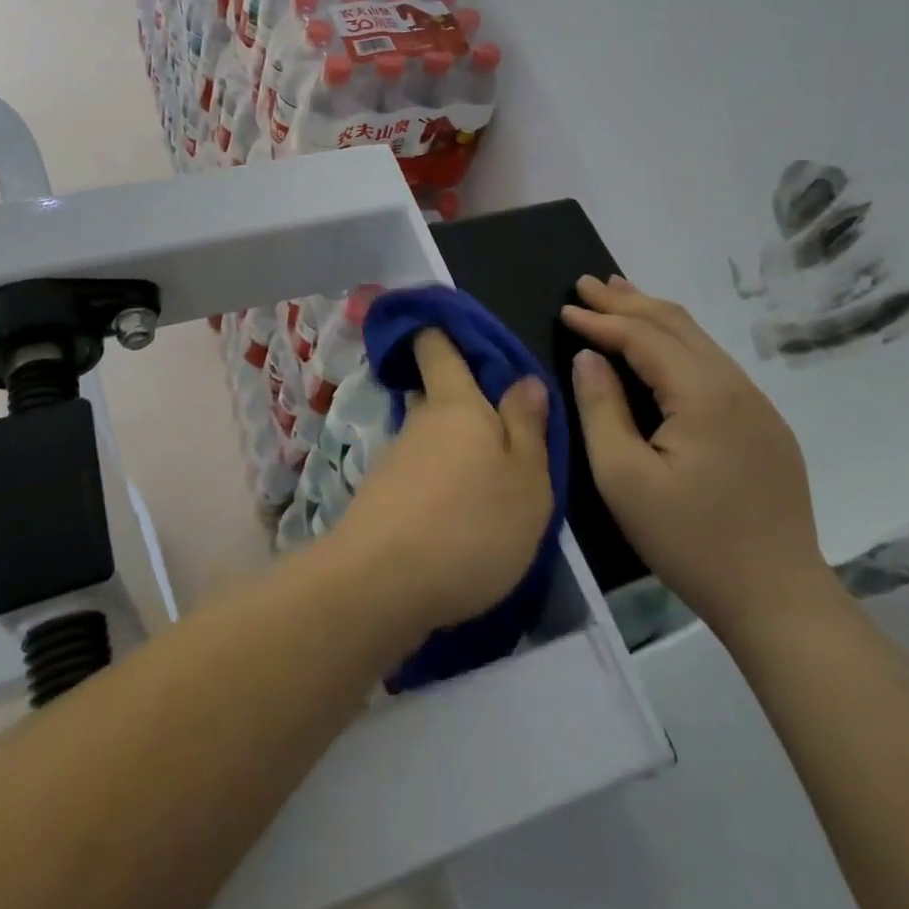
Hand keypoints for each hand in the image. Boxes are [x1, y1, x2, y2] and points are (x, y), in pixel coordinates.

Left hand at [331, 330, 552, 637]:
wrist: (382, 585)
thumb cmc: (471, 523)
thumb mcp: (526, 479)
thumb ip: (527, 427)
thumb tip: (524, 379)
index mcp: (455, 403)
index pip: (437, 348)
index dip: (439, 331)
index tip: (445, 323)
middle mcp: (418, 422)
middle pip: (436, 397)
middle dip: (463, 405)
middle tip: (501, 428)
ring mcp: (394, 462)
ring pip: (429, 441)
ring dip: (454, 454)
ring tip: (491, 487)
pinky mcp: (381, 501)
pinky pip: (419, 478)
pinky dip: (439, 488)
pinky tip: (460, 520)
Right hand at [562, 276, 832, 643]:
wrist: (779, 599)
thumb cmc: (690, 540)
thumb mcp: (624, 479)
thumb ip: (601, 409)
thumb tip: (588, 358)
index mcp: (704, 394)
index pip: (643, 338)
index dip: (600, 320)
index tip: (563, 309)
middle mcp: (736, 386)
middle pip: (675, 325)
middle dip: (627, 301)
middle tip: (586, 283)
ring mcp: (756, 404)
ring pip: (698, 340)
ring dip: (653, 315)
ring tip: (619, 294)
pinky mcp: (763, 425)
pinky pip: (712, 364)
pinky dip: (676, 341)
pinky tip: (659, 344)